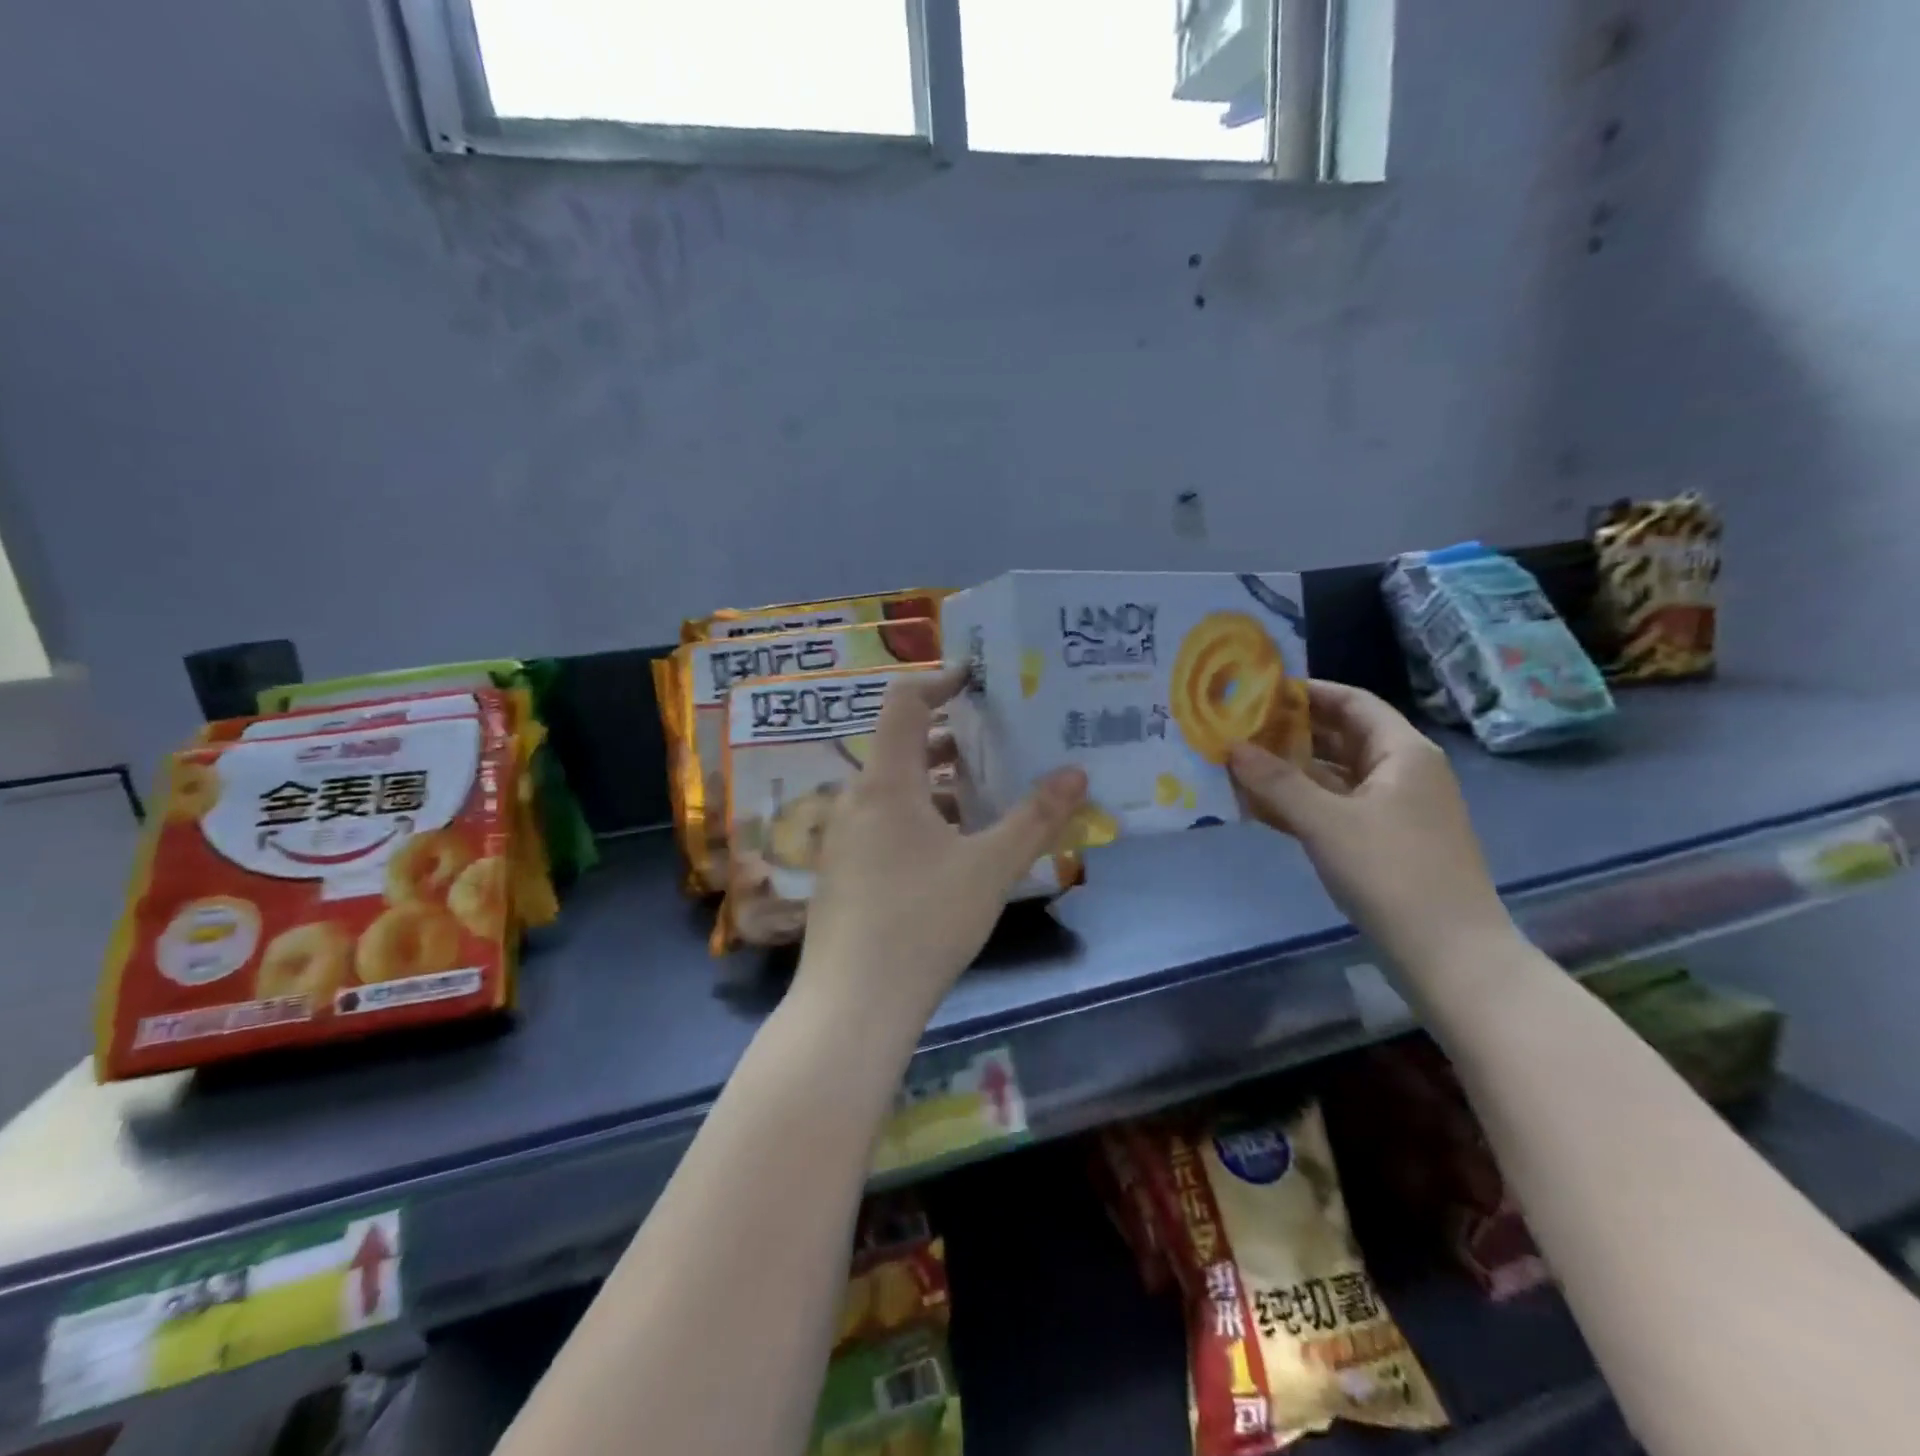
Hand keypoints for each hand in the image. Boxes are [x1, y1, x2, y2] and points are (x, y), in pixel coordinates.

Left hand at [797, 665, 1086, 1027]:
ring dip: (938, 781)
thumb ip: (1035, 818)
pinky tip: (954, 846)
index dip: (941, 681)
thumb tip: (1077, 774)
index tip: (979, 679)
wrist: (853, 1004)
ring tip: (988, 791)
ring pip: (895, 788)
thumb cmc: (923, 923)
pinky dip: (920, 814)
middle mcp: (856, 799)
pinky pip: (884, 821)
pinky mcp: (843, 870)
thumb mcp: (990, 868)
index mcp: (886, 783)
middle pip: (902, 745)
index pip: (904, 703)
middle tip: (1001, 738)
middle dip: (952, 736)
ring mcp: (844, 837)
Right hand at [1227, 679, 1515, 970]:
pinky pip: (1338, 809)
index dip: (1307, 692)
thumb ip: (1275, 781)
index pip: (1352, 702)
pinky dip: (1304, 804)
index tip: (1258, 690)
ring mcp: (1396, 810)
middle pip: (1343, 737)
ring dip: (1293, 771)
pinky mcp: (1386, 843)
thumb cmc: (1392, 873)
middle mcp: (1403, 773)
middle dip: (1292, 732)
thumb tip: (1230, 746)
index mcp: (1403, 753)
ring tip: (1241, 765)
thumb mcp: (1326, 822)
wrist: (1450, 955)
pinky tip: (1263, 808)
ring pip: (1337, 776)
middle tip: (1239, 728)